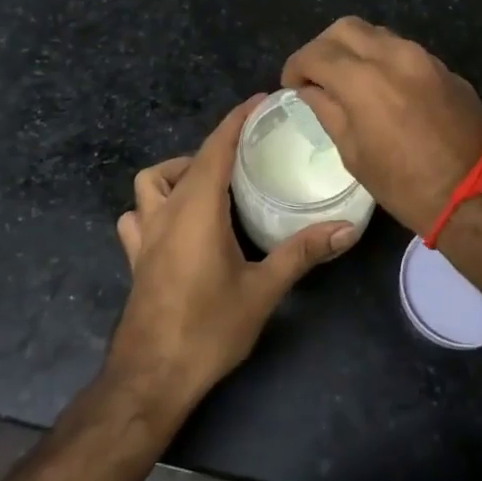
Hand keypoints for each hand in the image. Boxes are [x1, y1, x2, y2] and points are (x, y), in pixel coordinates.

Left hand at [104, 96, 354, 407]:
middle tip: (250, 153)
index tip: (261, 101)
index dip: (237, 120)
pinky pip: (138, 215)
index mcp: (197, 209)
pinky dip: (154, 206)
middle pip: (187, 160)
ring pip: (150, 183)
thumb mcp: (262, 290)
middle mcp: (166, 212)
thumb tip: (346, 228)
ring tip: (210, 185)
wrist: (150, 379)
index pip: (216, 148)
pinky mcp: (136, 258)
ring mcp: (144, 236)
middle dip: (216, 145)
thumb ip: (302, 253)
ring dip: (177, 173)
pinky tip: (177, 224)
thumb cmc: (208, 330)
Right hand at [282, 17, 481, 237]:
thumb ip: (329, 112)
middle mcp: (395, 55)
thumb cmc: (406, 186)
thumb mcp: (355, 155)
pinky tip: (384, 90)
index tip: (292, 85)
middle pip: (346, 28)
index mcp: (364, 79)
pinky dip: (384, 60)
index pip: (317, 53)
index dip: (297, 66)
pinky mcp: (446, 69)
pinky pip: (405, 51)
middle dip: (324, 47)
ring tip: (348, 81)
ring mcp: (425, 58)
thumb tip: (310, 90)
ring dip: (356, 50)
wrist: (478, 196)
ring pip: (378, 34)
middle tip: (317, 75)